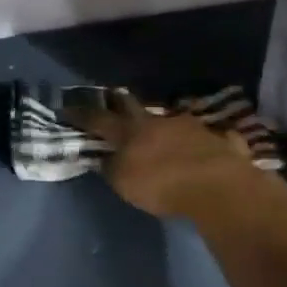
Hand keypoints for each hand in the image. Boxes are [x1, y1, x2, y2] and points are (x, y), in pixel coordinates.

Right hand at [64, 91, 261, 218]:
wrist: (220, 188)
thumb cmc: (162, 185)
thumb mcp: (123, 183)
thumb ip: (111, 167)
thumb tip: (104, 157)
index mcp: (130, 131)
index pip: (98, 119)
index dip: (81, 115)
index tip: (66, 108)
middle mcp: (158, 122)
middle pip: (134, 107)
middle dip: (120, 103)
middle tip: (113, 98)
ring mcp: (192, 127)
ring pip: (170, 120)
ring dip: (162, 125)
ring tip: (160, 131)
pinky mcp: (219, 140)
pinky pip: (206, 138)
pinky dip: (200, 142)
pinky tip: (202, 149)